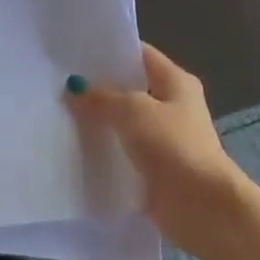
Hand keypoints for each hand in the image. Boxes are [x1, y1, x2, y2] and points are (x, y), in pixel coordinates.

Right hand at [65, 44, 243, 239]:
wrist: (202, 209)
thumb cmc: (174, 147)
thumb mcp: (133, 110)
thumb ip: (101, 96)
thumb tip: (74, 88)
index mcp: (175, 82)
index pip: (138, 54)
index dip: (108, 50)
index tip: (73, 51)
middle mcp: (171, 106)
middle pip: (128, 88)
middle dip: (96, 86)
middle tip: (57, 82)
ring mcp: (162, 138)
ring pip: (121, 121)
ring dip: (96, 120)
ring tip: (57, 112)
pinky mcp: (152, 168)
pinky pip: (121, 152)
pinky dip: (102, 150)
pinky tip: (72, 146)